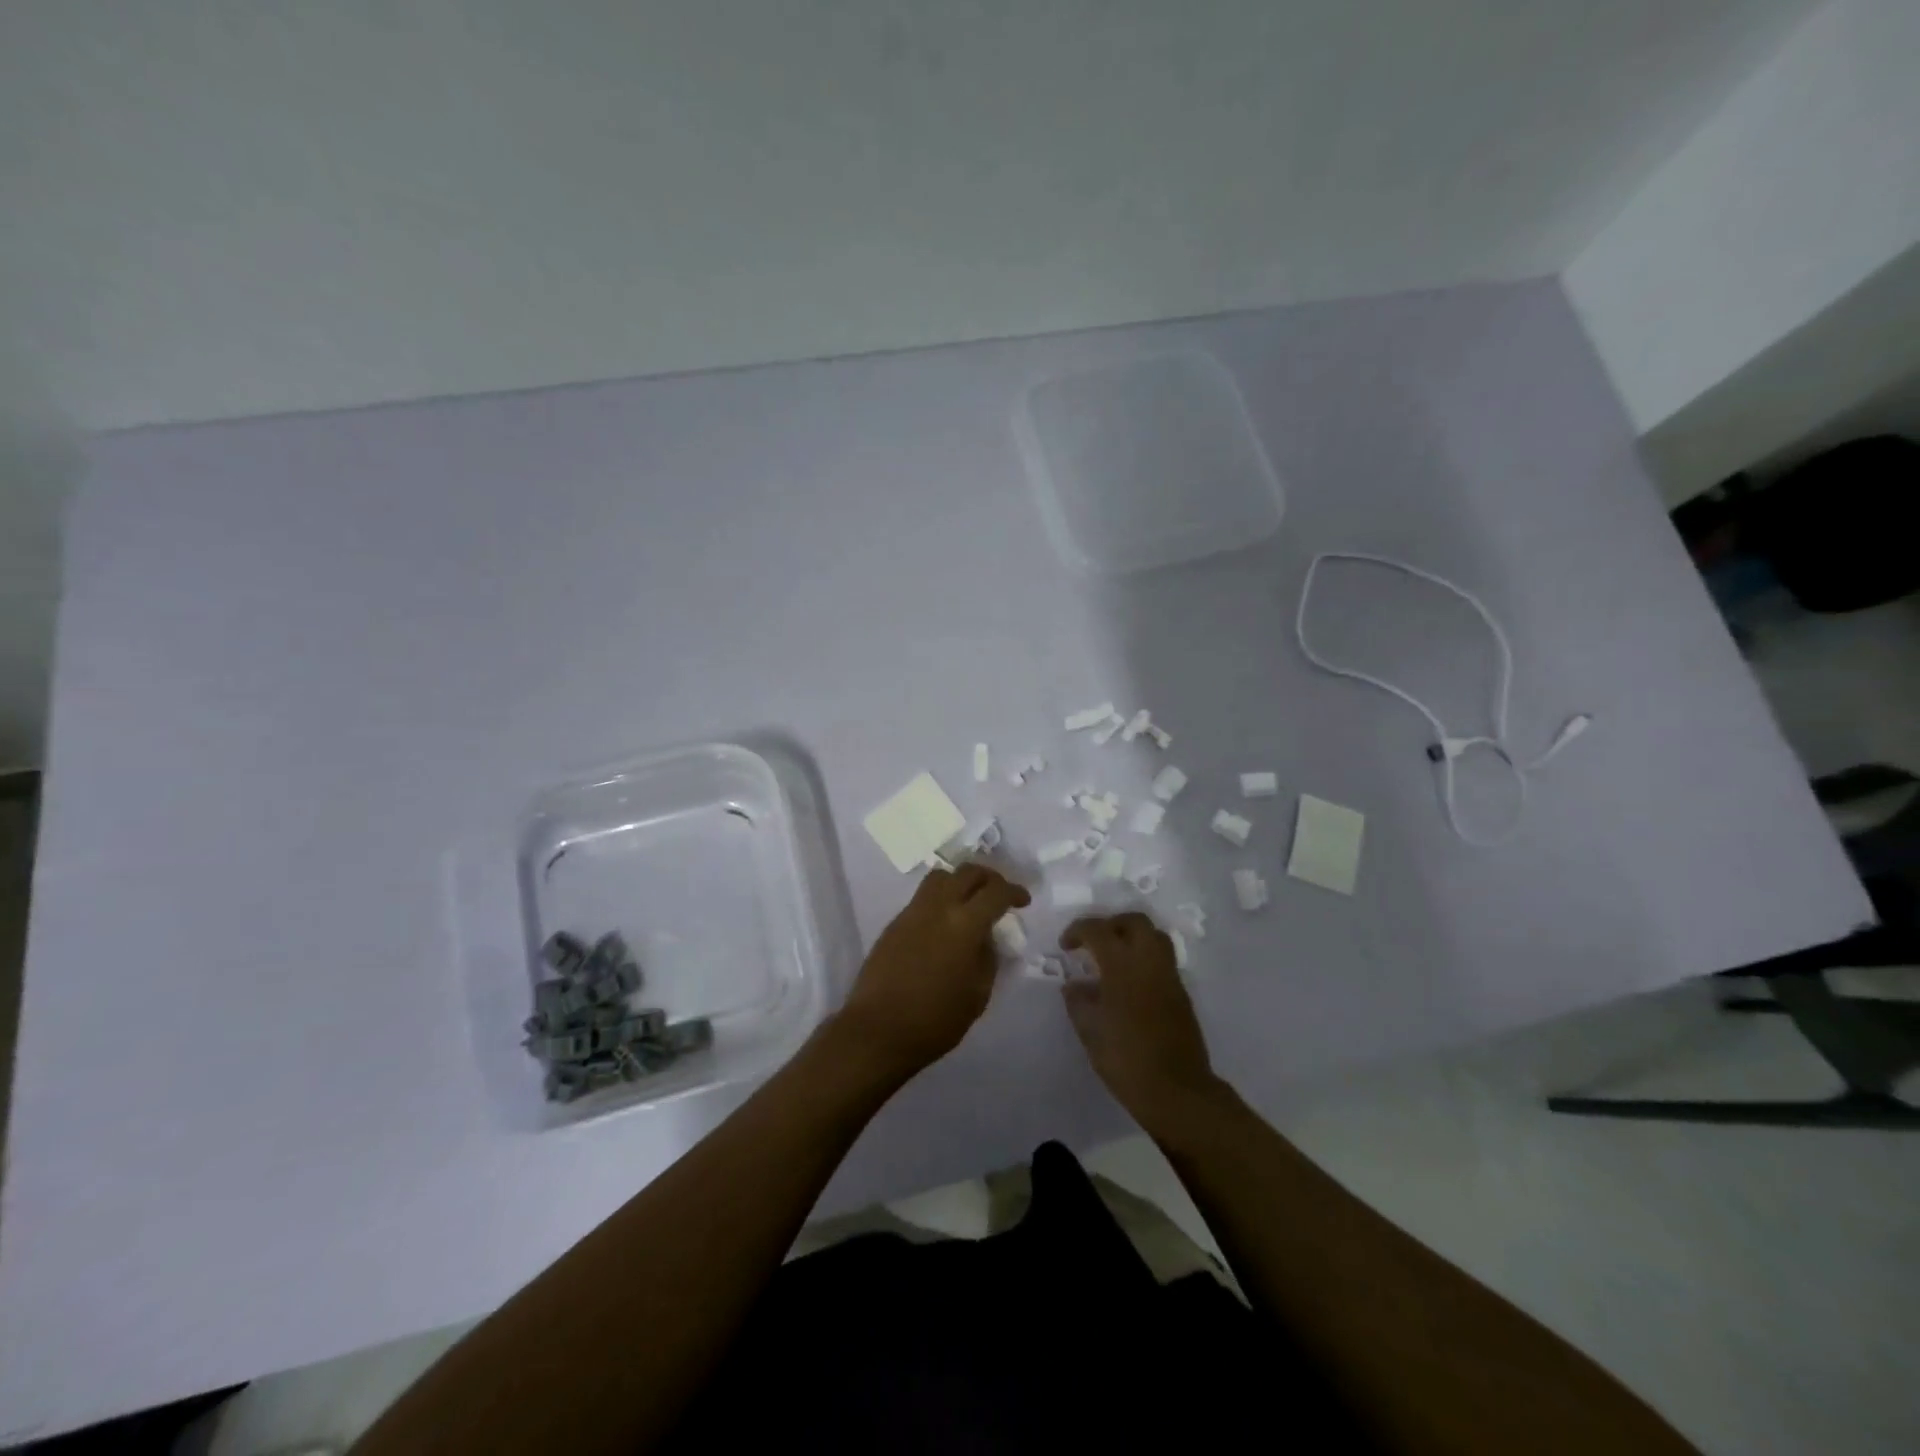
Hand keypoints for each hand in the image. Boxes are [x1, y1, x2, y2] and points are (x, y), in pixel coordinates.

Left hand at [835, 863, 1029, 1080]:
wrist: (878, 1029)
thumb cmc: (935, 1019)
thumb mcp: (978, 994)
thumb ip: (988, 958)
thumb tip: (986, 939)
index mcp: (964, 924)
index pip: (995, 892)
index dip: (1014, 892)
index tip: (1023, 901)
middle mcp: (938, 907)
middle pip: (967, 872)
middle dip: (989, 878)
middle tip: (999, 895)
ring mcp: (912, 912)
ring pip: (941, 877)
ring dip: (961, 882)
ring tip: (970, 902)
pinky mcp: (895, 923)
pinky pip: (923, 897)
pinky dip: (941, 898)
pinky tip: (945, 924)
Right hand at [1061, 913, 1221, 1132]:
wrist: (1177, 1090)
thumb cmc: (1126, 1060)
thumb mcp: (1090, 1032)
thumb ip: (1079, 1002)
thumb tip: (1074, 985)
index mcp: (1123, 966)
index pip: (1098, 930)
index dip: (1078, 931)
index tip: (1066, 945)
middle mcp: (1149, 962)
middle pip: (1134, 921)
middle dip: (1110, 924)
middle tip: (1093, 943)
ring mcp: (1169, 976)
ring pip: (1154, 936)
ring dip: (1132, 936)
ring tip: (1113, 957)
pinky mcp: (1181, 992)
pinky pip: (1162, 959)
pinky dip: (1144, 957)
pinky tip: (1129, 981)